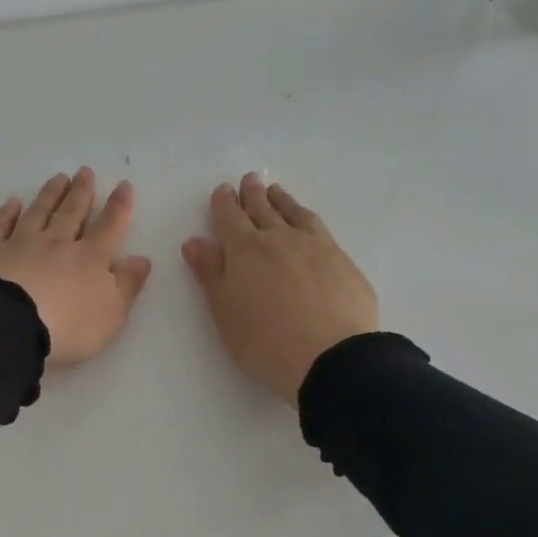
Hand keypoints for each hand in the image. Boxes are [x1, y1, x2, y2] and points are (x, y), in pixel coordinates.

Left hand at [0, 167, 153, 366]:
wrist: (9, 326)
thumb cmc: (67, 328)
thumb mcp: (111, 314)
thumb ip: (127, 285)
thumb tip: (142, 258)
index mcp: (90, 259)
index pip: (109, 227)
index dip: (118, 207)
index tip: (123, 185)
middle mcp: (57, 243)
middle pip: (72, 212)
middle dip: (81, 192)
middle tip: (85, 171)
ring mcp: (21, 243)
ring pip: (39, 212)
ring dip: (50, 194)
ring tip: (59, 177)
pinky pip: (0, 225)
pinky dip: (7, 212)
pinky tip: (14, 202)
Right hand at [182, 173, 378, 401]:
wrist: (330, 357)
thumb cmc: (264, 341)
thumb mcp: (224, 311)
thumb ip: (210, 273)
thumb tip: (195, 241)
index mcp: (245, 250)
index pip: (230, 218)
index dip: (224, 203)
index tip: (223, 190)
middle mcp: (280, 238)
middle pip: (263, 209)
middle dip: (253, 194)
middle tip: (250, 179)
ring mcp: (316, 247)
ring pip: (295, 213)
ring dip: (282, 200)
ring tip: (276, 192)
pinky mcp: (343, 261)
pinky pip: (320, 228)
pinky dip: (307, 218)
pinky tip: (308, 224)